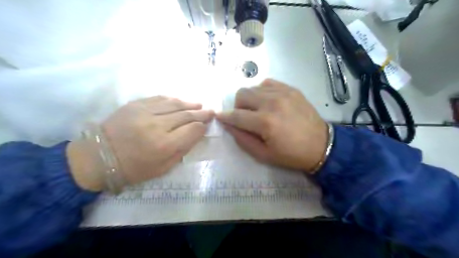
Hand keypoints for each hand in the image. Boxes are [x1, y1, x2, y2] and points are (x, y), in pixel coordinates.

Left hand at [67, 97, 214, 191]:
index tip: (207, 126)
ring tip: (200, 105)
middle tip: (211, 112)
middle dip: (201, 114)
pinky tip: (181, 101)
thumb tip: (196, 134)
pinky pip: (160, 98)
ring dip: (190, 104)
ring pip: (175, 104)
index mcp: (164, 145)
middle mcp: (157, 125)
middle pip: (186, 115)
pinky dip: (173, 99)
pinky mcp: (135, 104)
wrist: (98, 157)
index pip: (192, 130)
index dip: (202, 127)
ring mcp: (145, 112)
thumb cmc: (133, 168)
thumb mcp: (163, 168)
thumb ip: (182, 150)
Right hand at [218, 79, 327, 172]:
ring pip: (253, 87)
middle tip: (245, 117)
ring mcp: (283, 93)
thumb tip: (228, 125)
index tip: (220, 117)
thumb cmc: (291, 154)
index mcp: (265, 122)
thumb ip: (242, 139)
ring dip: (250, 99)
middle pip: (242, 94)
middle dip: (238, 106)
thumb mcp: (263, 154)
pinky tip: (268, 102)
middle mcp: (272, 103)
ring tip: (258, 110)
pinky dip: (262, 92)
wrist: (321, 145)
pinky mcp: (291, 89)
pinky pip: (267, 83)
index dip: (225, 116)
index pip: (236, 115)